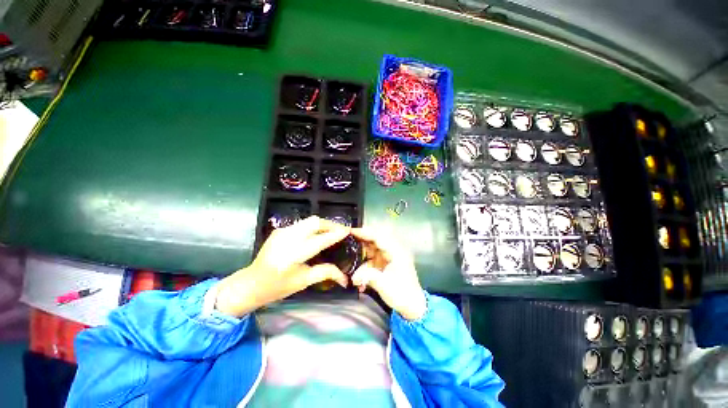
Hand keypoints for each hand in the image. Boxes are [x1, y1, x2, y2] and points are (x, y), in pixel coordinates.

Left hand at [215, 216, 349, 317]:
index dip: (336, 234)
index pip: (320, 240)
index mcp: (294, 254)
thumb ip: (326, 273)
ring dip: (322, 224)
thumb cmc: (277, 286)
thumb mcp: (303, 281)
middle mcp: (288, 238)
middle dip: (330, 224)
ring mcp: (282, 231)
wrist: (251, 283)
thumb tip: (345, 277)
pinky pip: (302, 224)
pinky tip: (316, 235)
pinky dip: (313, 227)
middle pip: (315, 222)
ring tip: (331, 232)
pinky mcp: (280, 230)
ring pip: (309, 221)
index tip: (348, 230)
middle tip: (340, 231)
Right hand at [350, 228, 426, 321]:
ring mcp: (388, 258)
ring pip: (371, 251)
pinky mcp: (385, 265)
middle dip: (360, 242)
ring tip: (349, 261)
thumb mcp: (384, 285)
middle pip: (374, 241)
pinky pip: (371, 260)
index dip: (365, 232)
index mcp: (396, 252)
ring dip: (361, 257)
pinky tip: (358, 278)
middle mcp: (392, 251)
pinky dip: (364, 266)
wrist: (412, 307)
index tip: (351, 231)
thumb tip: (354, 277)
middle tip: (346, 241)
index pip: (378, 237)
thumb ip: (368, 276)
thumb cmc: (401, 294)